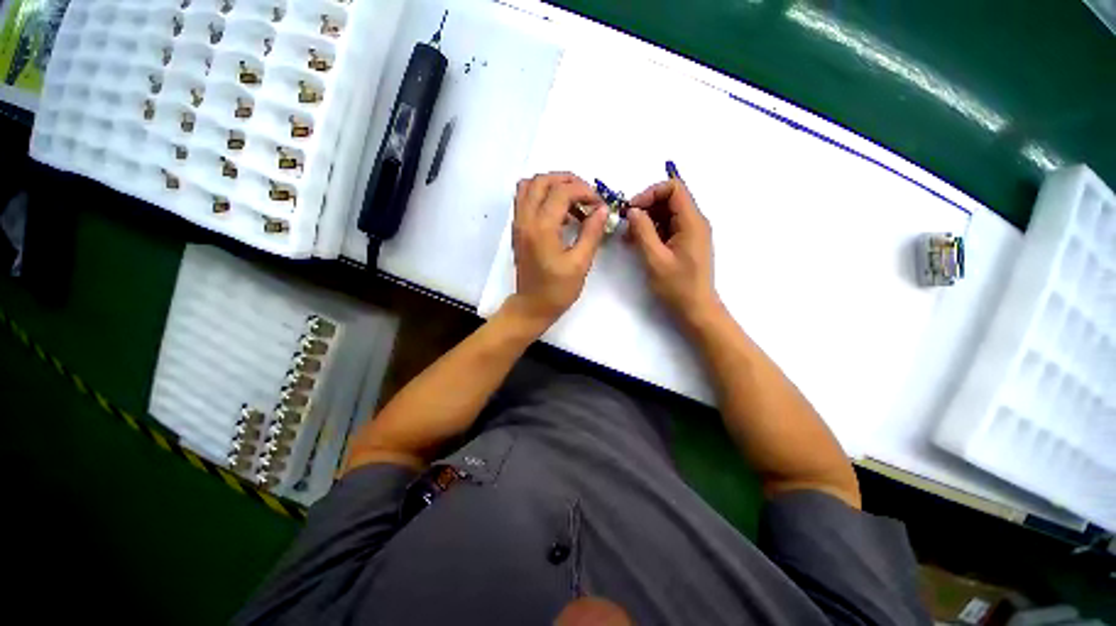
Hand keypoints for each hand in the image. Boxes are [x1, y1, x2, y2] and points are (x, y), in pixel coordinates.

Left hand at [508, 173, 607, 331]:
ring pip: (529, 186)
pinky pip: (525, 200)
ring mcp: (518, 224)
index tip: (599, 204)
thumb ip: (591, 233)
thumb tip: (602, 209)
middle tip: (587, 195)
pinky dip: (542, 196)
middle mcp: (525, 220)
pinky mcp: (518, 230)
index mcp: (542, 228)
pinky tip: (560, 214)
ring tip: (573, 200)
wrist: (532, 307)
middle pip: (541, 180)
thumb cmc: (557, 290)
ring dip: (552, 185)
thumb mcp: (580, 264)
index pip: (562, 191)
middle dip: (567, 180)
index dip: (585, 191)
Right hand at [626, 178, 720, 330]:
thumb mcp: (655, 259)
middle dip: (646, 207)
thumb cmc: (677, 286)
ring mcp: (691, 233)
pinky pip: (668, 227)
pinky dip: (652, 231)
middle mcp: (695, 222)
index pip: (674, 188)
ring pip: (667, 213)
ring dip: (647, 220)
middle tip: (626, 224)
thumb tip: (632, 210)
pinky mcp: (686, 243)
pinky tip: (638, 243)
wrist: (696, 309)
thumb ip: (643, 231)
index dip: (650, 193)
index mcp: (692, 222)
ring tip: (629, 237)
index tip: (631, 209)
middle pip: (670, 199)